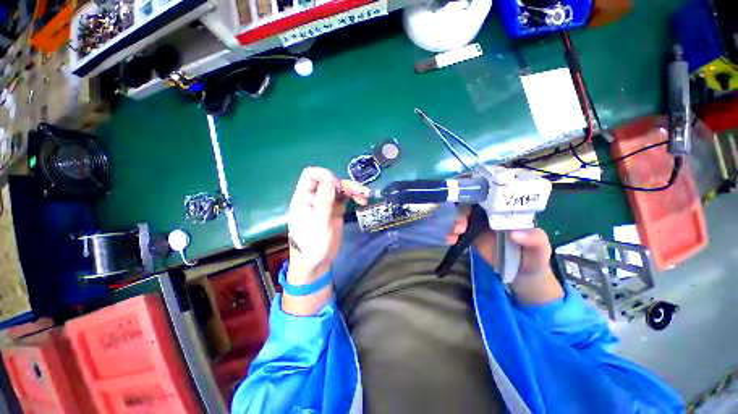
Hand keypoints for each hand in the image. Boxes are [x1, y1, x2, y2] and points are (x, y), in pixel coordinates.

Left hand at [287, 167, 368, 283]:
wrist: (317, 264)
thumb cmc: (312, 245)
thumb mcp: (318, 223)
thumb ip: (324, 201)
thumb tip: (331, 180)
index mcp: (304, 198)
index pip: (311, 175)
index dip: (325, 175)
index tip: (337, 185)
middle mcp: (315, 197)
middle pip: (330, 181)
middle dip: (345, 183)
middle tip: (359, 191)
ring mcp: (326, 203)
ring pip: (340, 189)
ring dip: (353, 189)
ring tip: (366, 195)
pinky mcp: (336, 210)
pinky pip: (346, 198)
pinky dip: (355, 197)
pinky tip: (363, 200)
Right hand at [447, 207, 563, 303]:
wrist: (522, 273)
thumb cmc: (534, 256)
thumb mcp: (541, 248)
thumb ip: (534, 239)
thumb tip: (514, 233)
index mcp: (507, 212)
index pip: (491, 199)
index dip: (478, 198)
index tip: (470, 202)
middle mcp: (491, 216)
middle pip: (472, 207)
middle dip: (462, 213)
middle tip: (460, 226)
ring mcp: (480, 226)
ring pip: (463, 218)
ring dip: (455, 223)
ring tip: (454, 235)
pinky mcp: (472, 236)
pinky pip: (459, 231)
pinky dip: (452, 234)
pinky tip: (450, 241)